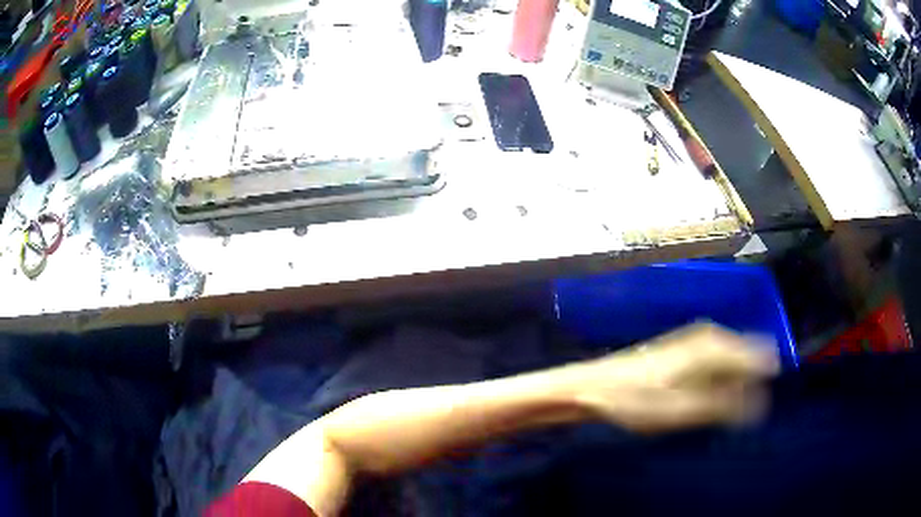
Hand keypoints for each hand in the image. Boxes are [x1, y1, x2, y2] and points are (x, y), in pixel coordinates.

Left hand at [574, 323, 779, 432]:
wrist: (591, 388)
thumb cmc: (634, 400)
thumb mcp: (681, 410)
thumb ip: (722, 406)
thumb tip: (759, 405)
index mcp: (712, 346)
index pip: (756, 355)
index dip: (765, 378)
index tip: (767, 403)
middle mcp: (708, 337)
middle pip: (745, 356)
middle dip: (752, 382)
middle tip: (749, 412)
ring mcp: (694, 343)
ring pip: (731, 361)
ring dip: (736, 384)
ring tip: (734, 410)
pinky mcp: (683, 354)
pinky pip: (715, 365)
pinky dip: (720, 383)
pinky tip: (713, 401)